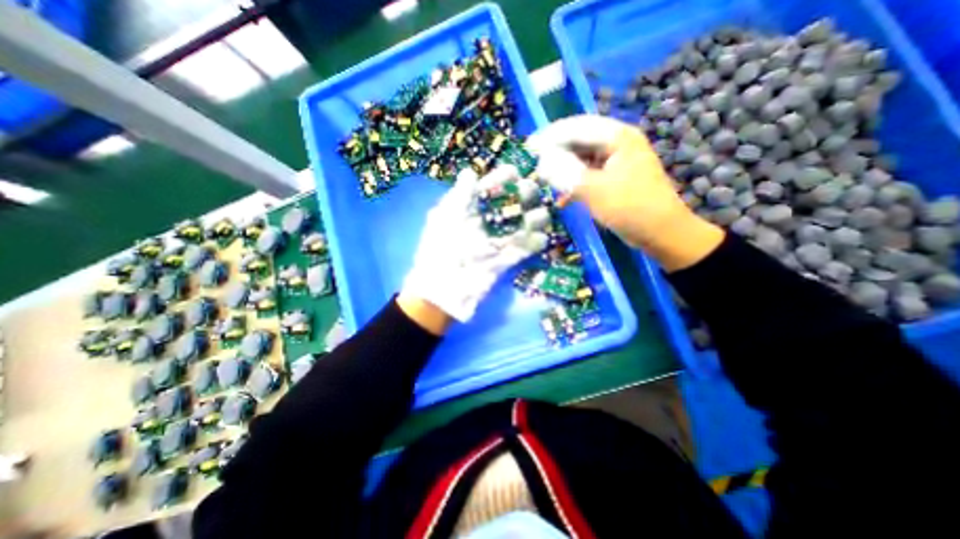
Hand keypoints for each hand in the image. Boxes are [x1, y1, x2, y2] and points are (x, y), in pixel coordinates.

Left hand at [401, 165, 547, 326]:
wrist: (443, 291)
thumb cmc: (440, 251)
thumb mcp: (445, 219)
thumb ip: (460, 196)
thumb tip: (470, 172)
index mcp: (469, 210)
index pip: (489, 188)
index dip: (502, 179)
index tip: (514, 174)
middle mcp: (485, 223)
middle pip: (509, 204)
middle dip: (523, 196)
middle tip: (530, 193)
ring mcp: (496, 242)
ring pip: (520, 226)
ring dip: (533, 219)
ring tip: (541, 217)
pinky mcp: (504, 261)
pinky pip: (523, 250)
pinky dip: (534, 244)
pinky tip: (542, 238)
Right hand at [524, 113, 720, 271]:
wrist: (662, 233)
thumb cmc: (631, 208)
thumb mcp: (595, 191)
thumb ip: (566, 174)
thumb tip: (541, 163)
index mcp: (618, 137)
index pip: (577, 127)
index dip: (550, 136)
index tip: (529, 147)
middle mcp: (617, 143)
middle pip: (579, 141)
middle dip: (554, 153)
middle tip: (533, 164)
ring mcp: (616, 161)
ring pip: (581, 159)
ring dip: (563, 169)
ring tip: (544, 180)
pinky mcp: (614, 179)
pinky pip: (588, 175)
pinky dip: (574, 184)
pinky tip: (562, 199)